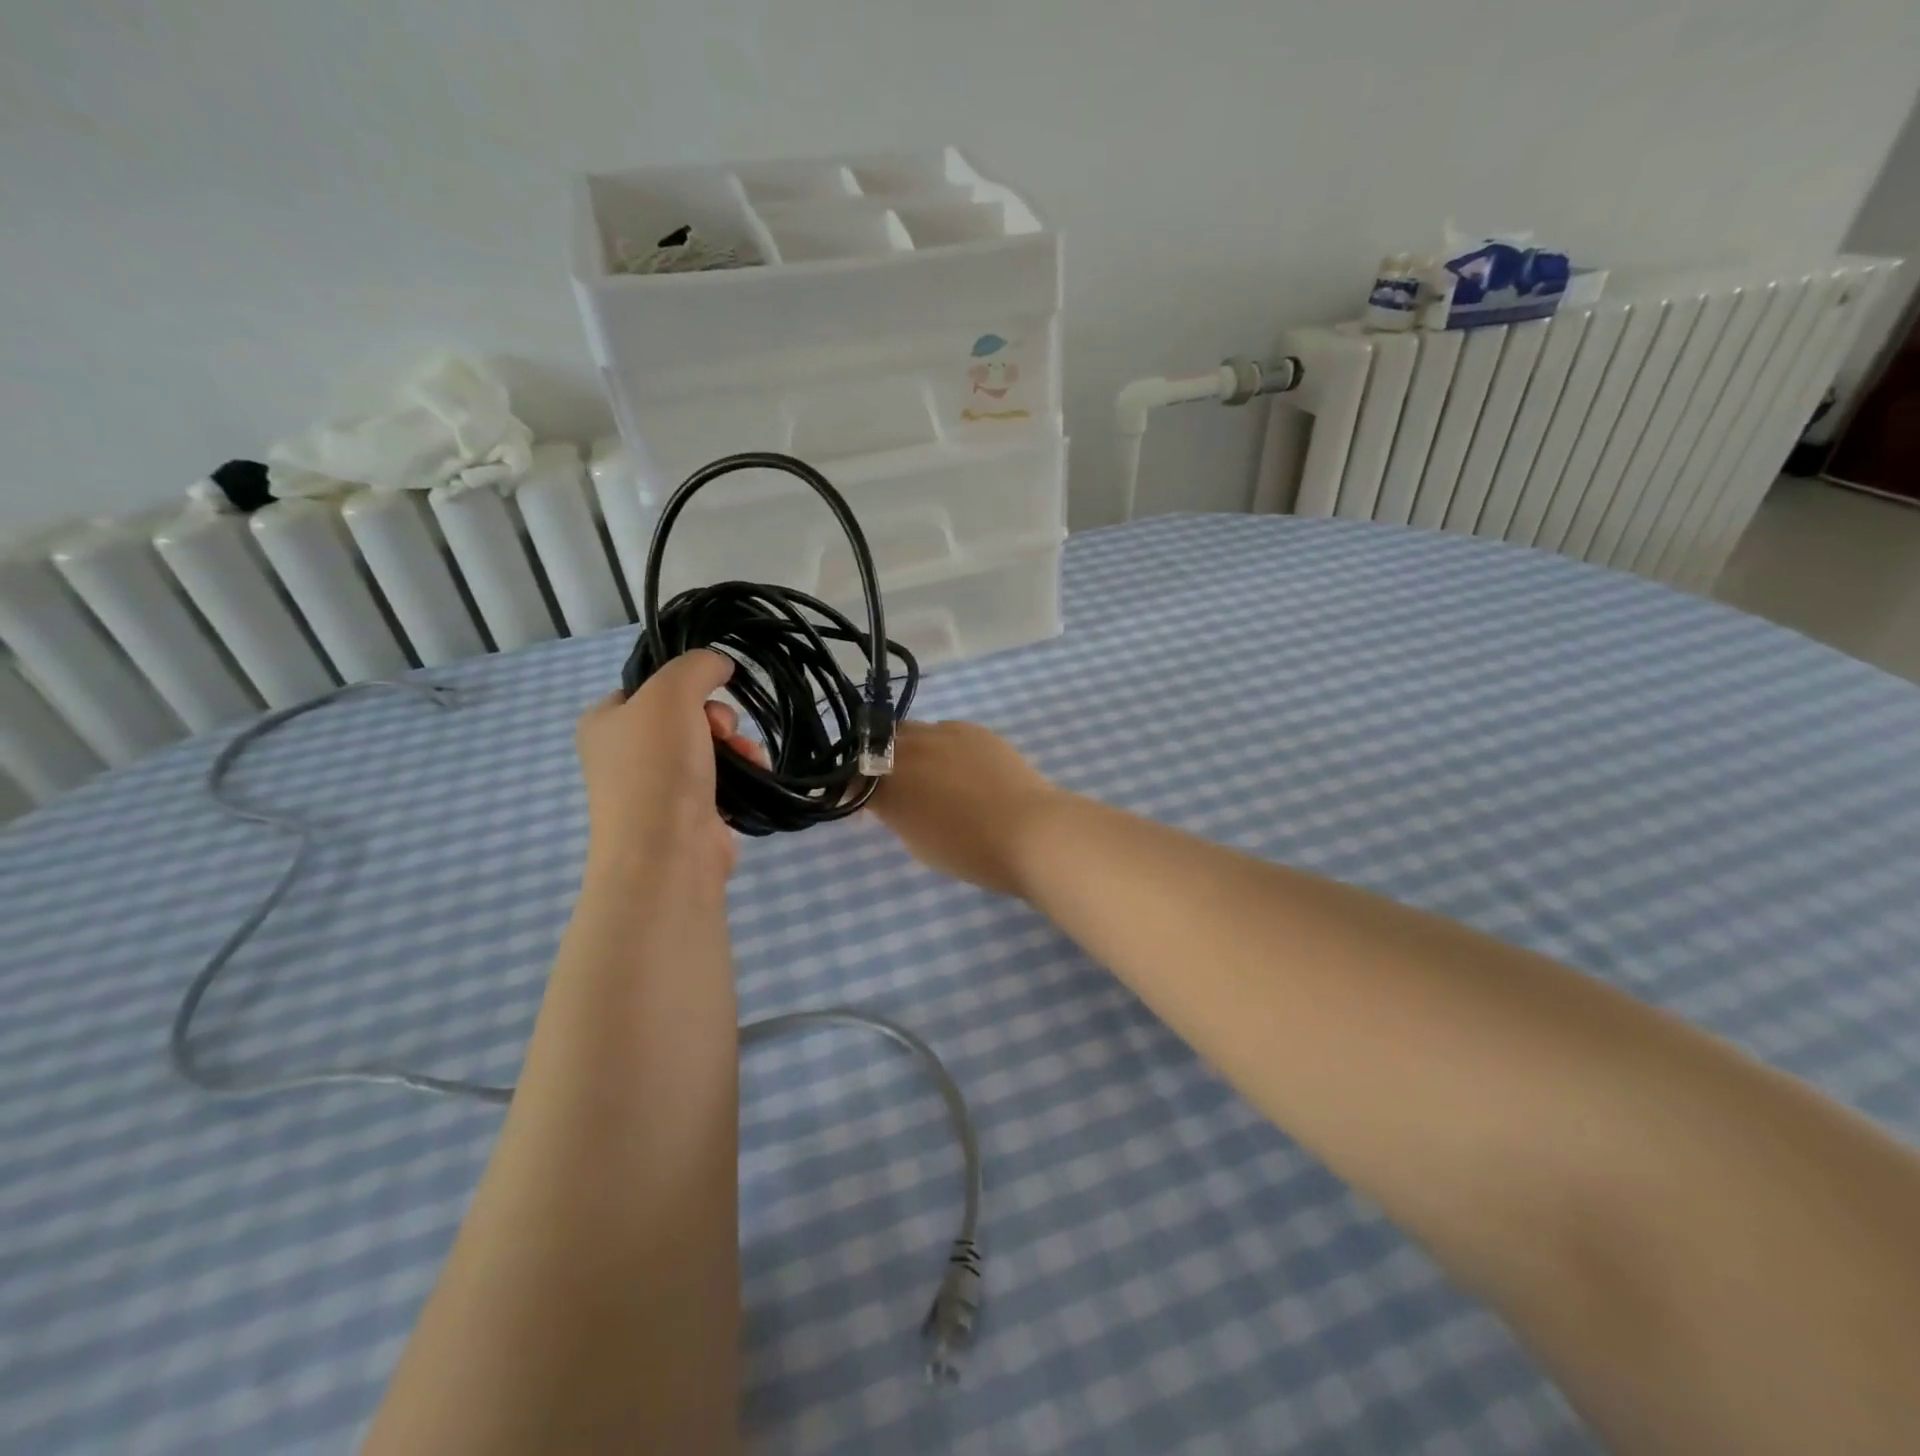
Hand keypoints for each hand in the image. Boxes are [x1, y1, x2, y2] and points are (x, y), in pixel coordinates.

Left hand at [575, 650, 764, 888]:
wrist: (666, 852)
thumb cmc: (657, 766)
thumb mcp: (670, 694)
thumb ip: (695, 666)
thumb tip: (719, 664)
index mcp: (605, 722)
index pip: (649, 687)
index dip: (685, 684)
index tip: (708, 692)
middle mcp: (625, 754)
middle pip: (686, 716)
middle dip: (718, 718)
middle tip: (723, 731)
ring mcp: (657, 788)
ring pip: (710, 747)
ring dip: (738, 745)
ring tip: (750, 757)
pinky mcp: (690, 814)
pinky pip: (723, 779)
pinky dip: (743, 774)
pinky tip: (756, 775)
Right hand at [869, 721, 1063, 897]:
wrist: (1028, 831)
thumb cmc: (969, 850)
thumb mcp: (916, 841)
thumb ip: (895, 813)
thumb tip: (890, 800)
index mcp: (888, 783)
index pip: (855, 779)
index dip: (855, 790)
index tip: (865, 807)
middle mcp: (908, 749)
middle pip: (878, 746)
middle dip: (879, 763)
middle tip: (894, 788)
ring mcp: (942, 733)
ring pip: (911, 732)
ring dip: (908, 750)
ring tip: (929, 775)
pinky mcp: (972, 730)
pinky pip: (944, 731)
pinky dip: (941, 746)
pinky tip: (959, 768)